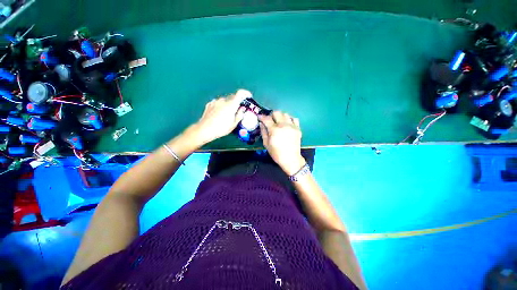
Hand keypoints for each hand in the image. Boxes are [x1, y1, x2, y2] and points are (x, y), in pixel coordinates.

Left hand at [193, 89, 250, 143]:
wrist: (205, 129)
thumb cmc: (222, 128)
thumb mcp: (234, 124)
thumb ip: (240, 114)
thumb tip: (242, 108)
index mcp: (231, 104)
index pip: (240, 93)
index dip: (246, 93)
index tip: (248, 96)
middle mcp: (224, 100)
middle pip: (233, 97)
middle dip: (237, 101)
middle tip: (238, 109)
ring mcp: (215, 101)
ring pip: (225, 100)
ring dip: (228, 104)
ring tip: (227, 113)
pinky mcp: (209, 104)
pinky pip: (218, 103)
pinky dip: (221, 106)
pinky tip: (219, 113)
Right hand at [259, 111, 305, 175]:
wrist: (291, 159)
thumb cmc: (276, 153)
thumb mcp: (266, 144)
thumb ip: (263, 132)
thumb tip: (261, 123)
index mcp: (274, 130)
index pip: (266, 118)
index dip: (261, 116)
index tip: (259, 117)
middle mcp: (283, 125)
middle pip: (277, 112)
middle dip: (271, 115)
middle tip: (269, 120)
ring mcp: (292, 126)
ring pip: (285, 114)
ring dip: (280, 116)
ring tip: (278, 122)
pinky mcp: (298, 128)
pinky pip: (294, 118)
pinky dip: (289, 119)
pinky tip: (287, 124)